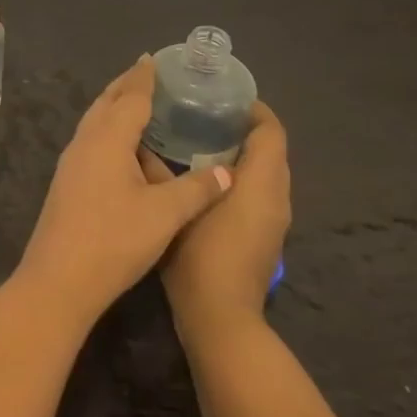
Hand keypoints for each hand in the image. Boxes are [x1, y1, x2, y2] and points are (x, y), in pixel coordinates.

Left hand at [17, 57, 232, 328]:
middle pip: (106, 103)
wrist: (59, 280)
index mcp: (107, 140)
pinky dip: (107, 129)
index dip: (144, 78)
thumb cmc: (114, 241)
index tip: (154, 58)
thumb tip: (227, 172)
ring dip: (113, 106)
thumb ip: (197, 189)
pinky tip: (119, 145)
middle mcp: (85, 143)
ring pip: (94, 121)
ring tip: (136, 101)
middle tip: (147, 72)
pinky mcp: (67, 182)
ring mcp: (71, 163)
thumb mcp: (165, 215)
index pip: (130, 98)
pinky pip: (90, 140)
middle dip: (126, 85)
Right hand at [141, 101, 290, 331]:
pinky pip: (260, 194)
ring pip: (266, 174)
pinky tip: (204, 181)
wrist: (222, 320)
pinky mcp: (266, 238)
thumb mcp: (173, 209)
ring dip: (243, 156)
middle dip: (244, 130)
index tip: (222, 97)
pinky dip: (241, 180)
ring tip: (200, 143)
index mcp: (261, 183)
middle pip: (271, 150)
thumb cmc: (200, 258)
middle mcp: (277, 197)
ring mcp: (274, 221)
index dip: (253, 109)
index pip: (271, 131)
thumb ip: (159, 173)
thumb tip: (139, 145)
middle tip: (203, 116)